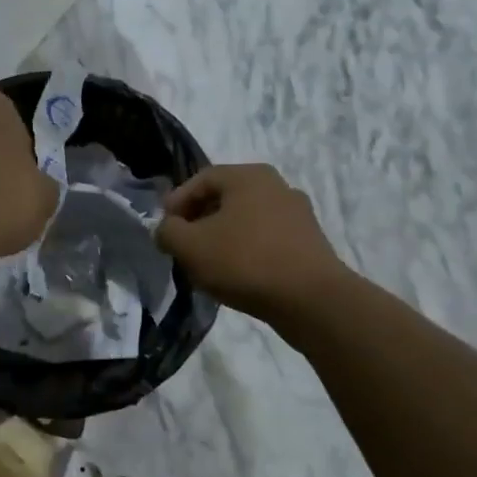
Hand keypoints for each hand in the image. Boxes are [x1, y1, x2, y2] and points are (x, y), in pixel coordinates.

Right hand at [156, 164, 349, 322]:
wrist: (311, 300)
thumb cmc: (244, 262)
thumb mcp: (190, 246)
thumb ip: (168, 232)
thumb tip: (166, 229)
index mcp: (247, 176)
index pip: (200, 180)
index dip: (176, 203)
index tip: (165, 229)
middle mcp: (276, 185)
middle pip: (225, 198)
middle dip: (199, 220)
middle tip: (183, 245)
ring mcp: (298, 213)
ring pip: (246, 219)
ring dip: (223, 236)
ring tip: (208, 263)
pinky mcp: (310, 241)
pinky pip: (267, 238)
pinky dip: (247, 250)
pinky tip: (238, 274)